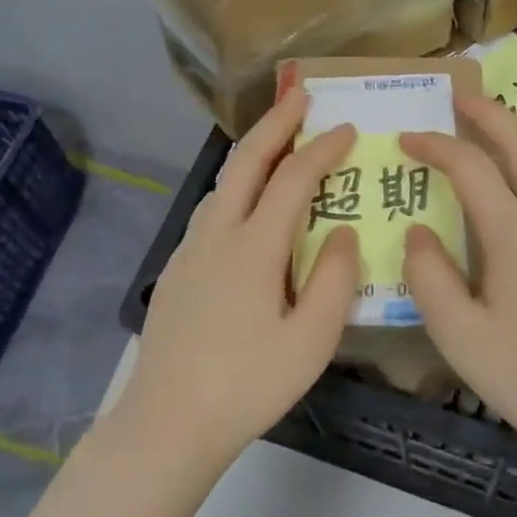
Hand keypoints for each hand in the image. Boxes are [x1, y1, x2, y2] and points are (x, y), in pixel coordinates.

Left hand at [119, 88, 359, 466]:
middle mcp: (218, 233)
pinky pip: (213, 206)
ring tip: (278, 138)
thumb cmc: (247, 384)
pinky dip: (237, 182)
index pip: (292, 179)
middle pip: (247, 160)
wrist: (167, 422)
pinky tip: (246, 199)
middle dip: (276, 122)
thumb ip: (334, 279)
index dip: (323, 149)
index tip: (349, 128)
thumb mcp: (310, 341)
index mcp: (253, 246)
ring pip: (224, 181)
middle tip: (300, 94)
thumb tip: (342, 231)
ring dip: (253, 150)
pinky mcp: (178, 267)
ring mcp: (191, 248)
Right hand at [400, 93, 516, 463]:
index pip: (471, 166)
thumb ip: (429, 276)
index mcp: (515, 234)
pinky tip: (500, 200)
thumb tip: (418, 232)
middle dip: (489, 112)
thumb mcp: (460, 336)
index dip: (435, 144)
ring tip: (477, 134)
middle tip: (458, 94)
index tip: (405, 138)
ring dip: (508, 139)